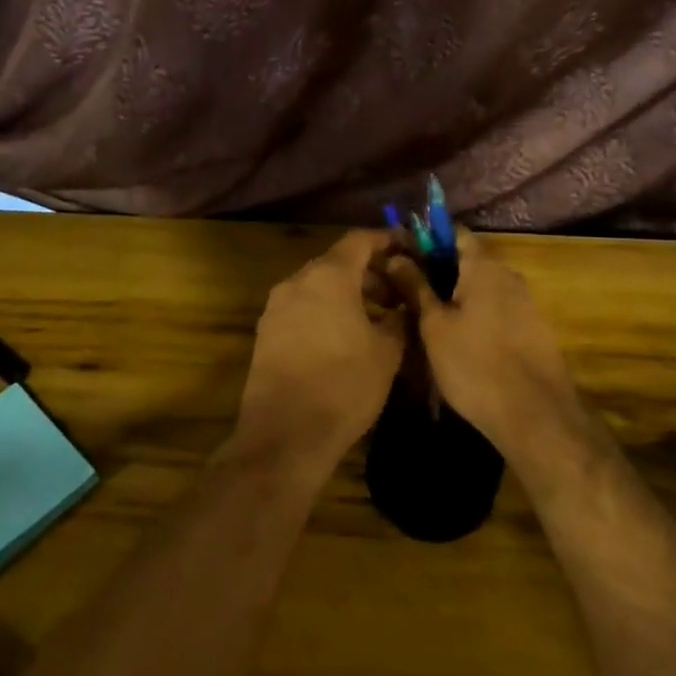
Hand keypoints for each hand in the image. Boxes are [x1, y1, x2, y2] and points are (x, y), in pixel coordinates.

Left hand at [232, 231, 405, 477]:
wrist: (284, 435)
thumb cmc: (344, 385)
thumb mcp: (386, 352)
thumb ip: (399, 318)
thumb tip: (404, 305)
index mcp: (329, 275)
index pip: (360, 239)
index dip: (387, 240)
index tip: (409, 248)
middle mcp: (297, 281)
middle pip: (338, 261)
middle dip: (370, 271)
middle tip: (398, 291)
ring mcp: (277, 306)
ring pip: (319, 285)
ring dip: (348, 293)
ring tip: (377, 318)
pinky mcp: (266, 332)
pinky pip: (303, 306)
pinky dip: (327, 309)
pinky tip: (345, 337)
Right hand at [381, 230, 582, 459]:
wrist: (536, 417)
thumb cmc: (475, 365)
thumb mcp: (434, 326)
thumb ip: (415, 287)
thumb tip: (395, 256)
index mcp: (484, 266)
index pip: (454, 232)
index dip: (426, 239)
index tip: (403, 255)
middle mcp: (509, 275)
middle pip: (469, 259)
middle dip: (439, 270)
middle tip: (409, 291)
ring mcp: (526, 302)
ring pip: (484, 286)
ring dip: (458, 294)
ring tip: (430, 318)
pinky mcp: (535, 329)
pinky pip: (499, 308)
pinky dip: (478, 313)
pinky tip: (461, 339)